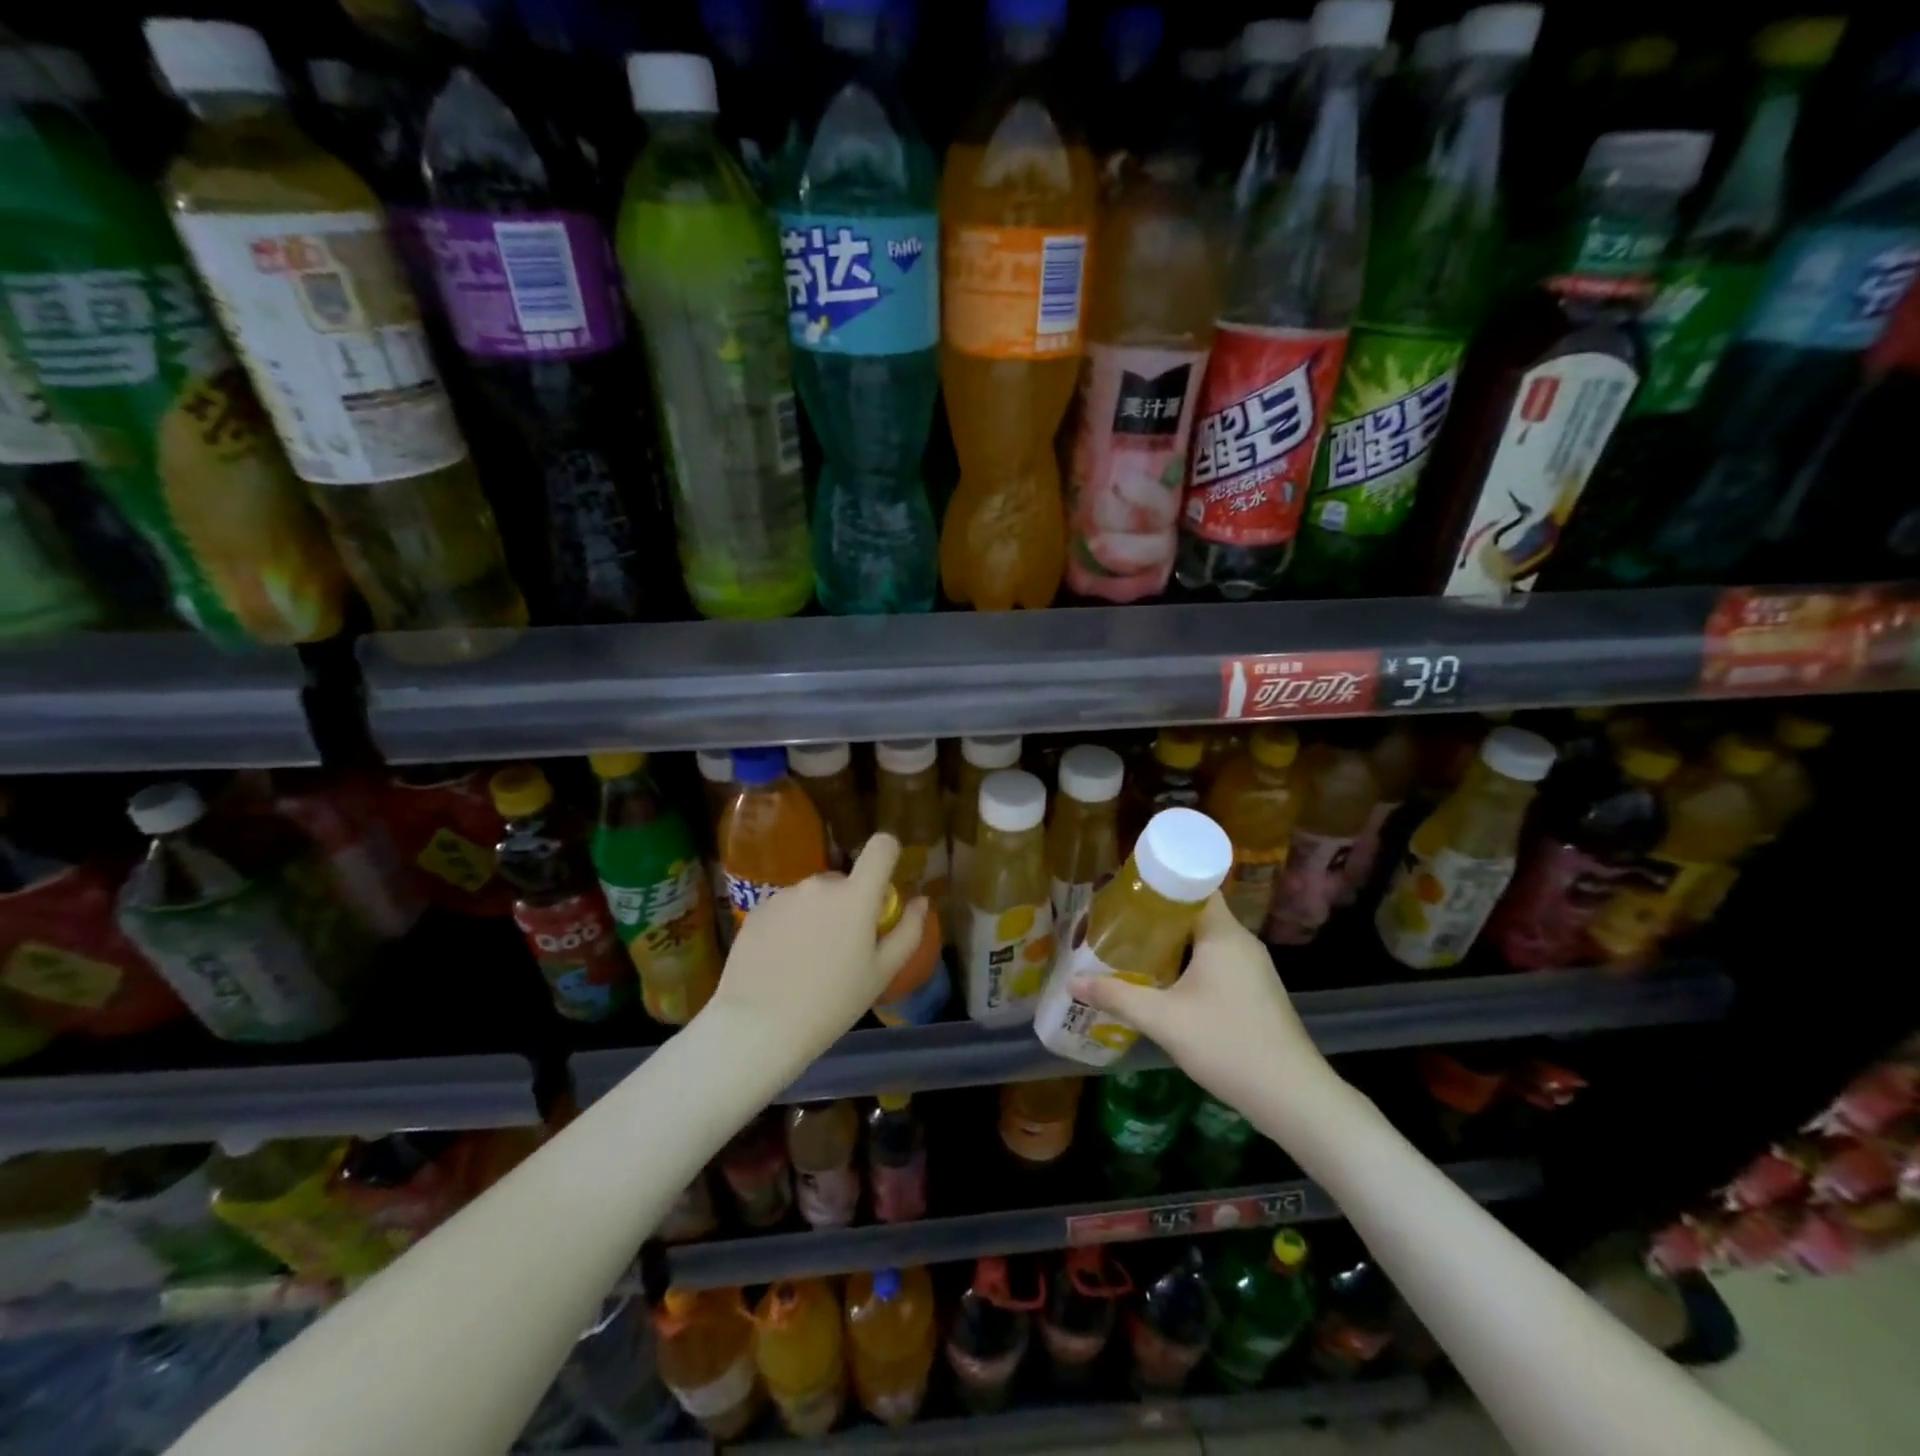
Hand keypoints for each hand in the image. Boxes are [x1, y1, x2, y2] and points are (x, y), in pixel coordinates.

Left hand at [708, 833, 928, 1068]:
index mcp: (855, 896)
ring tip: (808, 960)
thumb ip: (908, 931)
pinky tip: (782, 961)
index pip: (881, 847)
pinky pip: (786, 908)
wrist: (757, 1027)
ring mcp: (784, 895)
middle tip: (843, 947)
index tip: (884, 887)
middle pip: (845, 880)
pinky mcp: (757, 910)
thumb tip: (921, 901)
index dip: (888, 856)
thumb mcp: (881, 974)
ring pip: (813, 896)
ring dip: (818, 915)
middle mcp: (819, 884)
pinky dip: (790, 925)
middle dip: (849, 903)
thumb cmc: (831, 1004)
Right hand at [1072, 893, 1343, 1127]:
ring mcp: (1253, 968)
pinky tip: (1165, 982)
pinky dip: (1189, 962)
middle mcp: (1241, 942)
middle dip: (1156, 916)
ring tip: (1133, 947)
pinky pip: (1216, 961)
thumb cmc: (1227, 1043)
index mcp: (1223, 933)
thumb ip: (1117, 996)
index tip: (1124, 890)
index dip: (1158, 883)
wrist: (1292, 1096)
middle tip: (1118, 921)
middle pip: (1195, 912)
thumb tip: (1073, 982)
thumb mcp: (1163, 1020)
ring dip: (1172, 941)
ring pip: (1205, 939)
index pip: (1192, 886)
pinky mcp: (1256, 991)